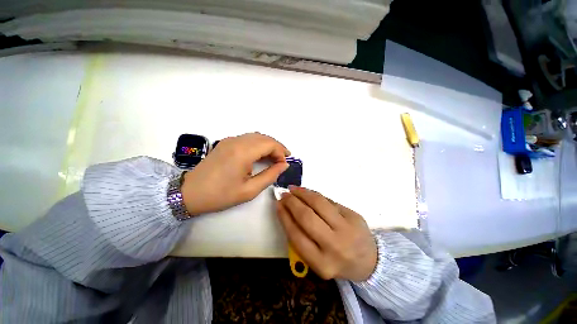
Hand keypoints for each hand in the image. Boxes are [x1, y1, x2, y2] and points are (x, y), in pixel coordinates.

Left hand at [181, 132, 289, 214]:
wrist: (190, 193)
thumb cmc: (221, 195)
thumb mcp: (250, 190)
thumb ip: (270, 175)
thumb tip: (284, 165)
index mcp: (243, 152)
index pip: (270, 144)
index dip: (281, 152)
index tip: (284, 164)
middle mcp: (236, 141)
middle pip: (264, 137)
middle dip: (277, 147)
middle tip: (283, 159)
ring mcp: (229, 140)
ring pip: (256, 136)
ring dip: (268, 144)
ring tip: (275, 157)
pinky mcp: (225, 142)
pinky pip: (247, 138)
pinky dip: (258, 144)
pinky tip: (260, 154)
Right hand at [277, 187, 376, 281]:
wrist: (370, 261)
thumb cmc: (337, 261)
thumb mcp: (317, 260)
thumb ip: (302, 238)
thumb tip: (287, 210)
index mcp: (322, 263)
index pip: (296, 235)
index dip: (284, 216)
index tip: (277, 204)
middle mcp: (335, 246)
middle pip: (307, 217)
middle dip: (292, 202)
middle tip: (284, 194)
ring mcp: (347, 228)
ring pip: (319, 203)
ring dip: (303, 193)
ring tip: (294, 189)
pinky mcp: (354, 215)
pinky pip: (329, 201)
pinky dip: (315, 195)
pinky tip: (308, 193)